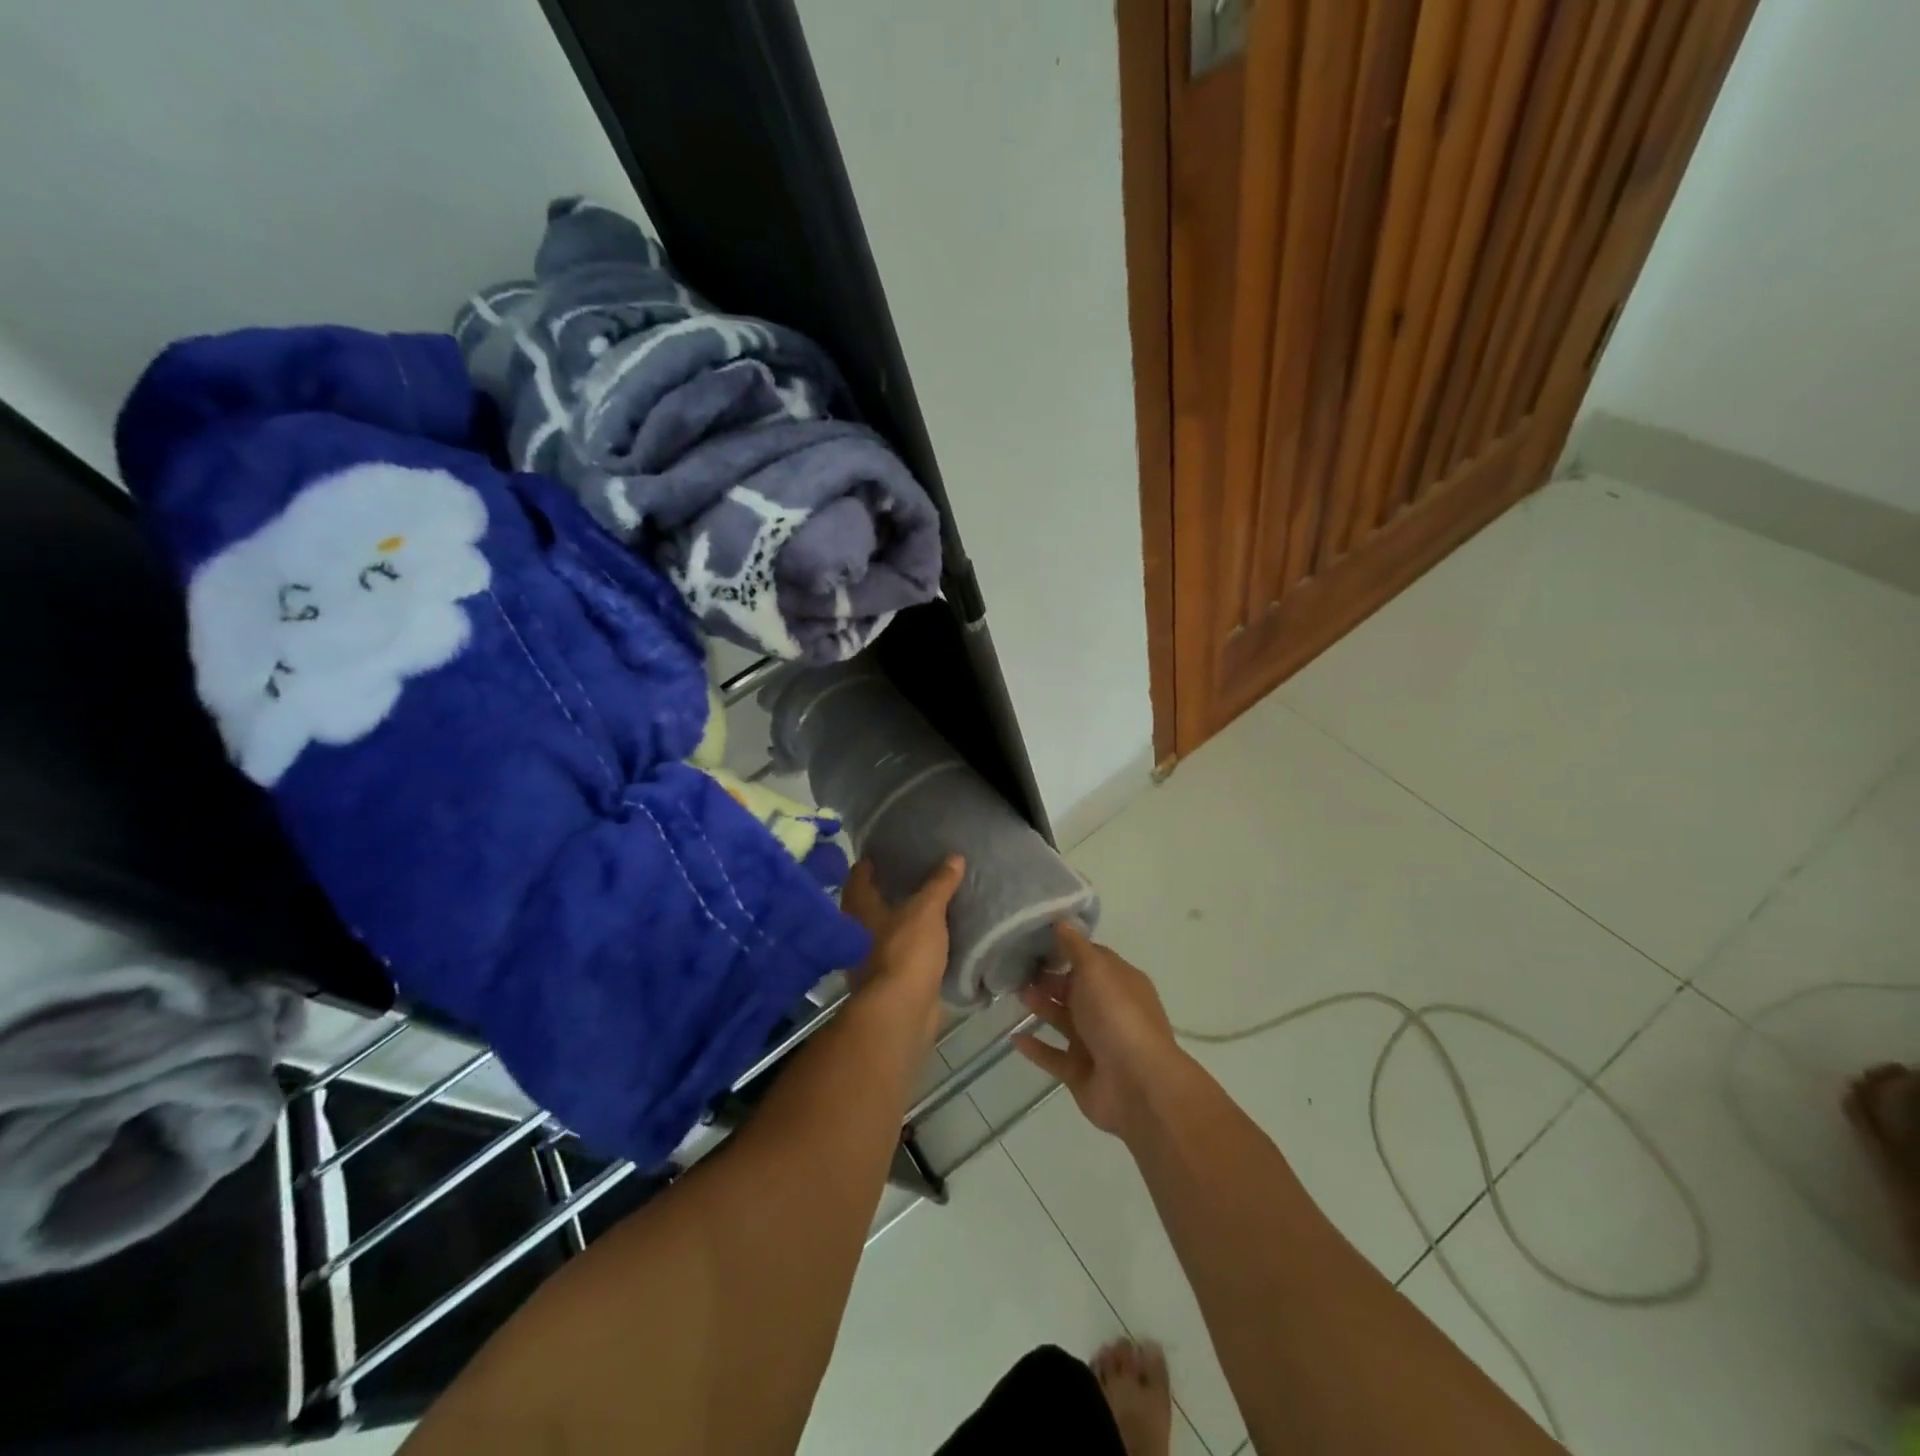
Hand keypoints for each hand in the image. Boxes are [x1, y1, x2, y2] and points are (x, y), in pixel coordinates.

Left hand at [840, 855, 964, 1044]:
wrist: (901, 1011)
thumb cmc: (905, 951)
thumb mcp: (927, 910)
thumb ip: (940, 883)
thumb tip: (955, 856)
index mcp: (860, 908)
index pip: (859, 875)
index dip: (872, 862)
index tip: (890, 851)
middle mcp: (858, 930)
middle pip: (870, 902)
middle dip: (888, 889)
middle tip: (915, 872)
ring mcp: (871, 957)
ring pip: (886, 928)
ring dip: (902, 918)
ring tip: (928, 901)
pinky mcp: (890, 978)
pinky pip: (902, 951)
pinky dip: (914, 942)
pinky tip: (934, 935)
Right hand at [1013, 922, 1188, 1137]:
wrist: (1137, 1085)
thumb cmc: (1117, 1016)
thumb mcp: (1097, 970)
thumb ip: (1076, 947)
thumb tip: (1062, 920)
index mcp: (1119, 983)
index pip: (1090, 959)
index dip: (1065, 949)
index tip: (1033, 940)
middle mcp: (1109, 1010)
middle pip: (1074, 989)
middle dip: (1047, 978)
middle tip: (1015, 968)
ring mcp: (1095, 1044)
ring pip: (1062, 1020)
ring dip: (1040, 1007)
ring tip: (1013, 994)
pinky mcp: (1080, 1073)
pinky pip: (1053, 1056)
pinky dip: (1036, 1047)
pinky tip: (1014, 1037)